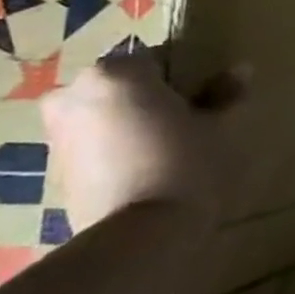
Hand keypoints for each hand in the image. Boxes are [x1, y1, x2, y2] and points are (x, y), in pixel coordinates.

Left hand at [42, 46, 249, 233]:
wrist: (139, 234)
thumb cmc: (187, 164)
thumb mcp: (219, 126)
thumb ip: (226, 94)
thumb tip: (241, 68)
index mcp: (117, 73)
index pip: (156, 59)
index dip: (183, 80)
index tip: (201, 103)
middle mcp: (75, 92)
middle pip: (123, 85)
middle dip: (149, 99)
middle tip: (184, 126)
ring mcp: (57, 130)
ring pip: (105, 113)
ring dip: (130, 123)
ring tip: (164, 151)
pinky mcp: (53, 165)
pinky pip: (92, 142)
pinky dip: (114, 148)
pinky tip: (143, 170)